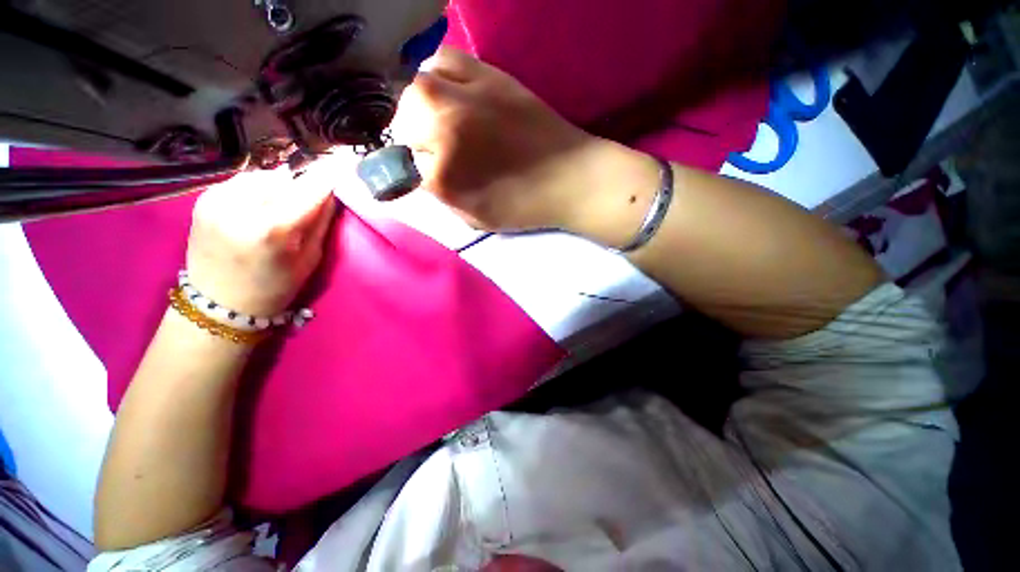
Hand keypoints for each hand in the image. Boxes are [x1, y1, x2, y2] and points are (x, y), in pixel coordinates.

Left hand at [186, 168, 336, 316]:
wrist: (219, 303)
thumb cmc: (275, 287)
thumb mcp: (311, 258)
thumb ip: (321, 222)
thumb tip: (331, 192)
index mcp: (273, 228)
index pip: (310, 188)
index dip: (328, 177)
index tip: (341, 167)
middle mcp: (241, 206)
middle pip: (286, 178)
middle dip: (301, 187)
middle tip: (306, 203)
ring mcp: (217, 199)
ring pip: (263, 175)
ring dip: (278, 186)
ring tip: (279, 207)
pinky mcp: (204, 198)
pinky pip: (242, 181)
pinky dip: (257, 189)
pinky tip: (257, 207)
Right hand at [391, 47, 602, 231]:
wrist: (570, 179)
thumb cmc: (525, 207)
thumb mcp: (477, 219)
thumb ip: (444, 198)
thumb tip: (426, 176)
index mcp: (446, 177)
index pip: (408, 169)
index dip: (417, 174)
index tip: (428, 176)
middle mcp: (446, 131)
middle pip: (404, 123)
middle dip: (412, 139)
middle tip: (429, 148)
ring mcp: (466, 98)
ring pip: (417, 90)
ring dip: (420, 107)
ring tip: (435, 119)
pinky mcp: (489, 75)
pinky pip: (446, 59)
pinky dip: (439, 73)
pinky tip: (450, 91)